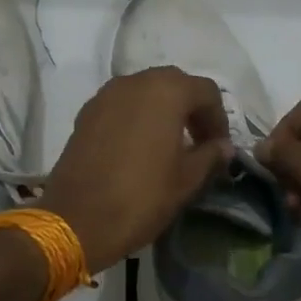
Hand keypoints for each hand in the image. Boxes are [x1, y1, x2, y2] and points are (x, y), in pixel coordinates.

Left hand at [41, 68, 234, 272]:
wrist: (77, 219)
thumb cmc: (141, 197)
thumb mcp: (186, 180)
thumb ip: (210, 156)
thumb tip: (223, 146)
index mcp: (166, 91)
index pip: (206, 91)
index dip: (218, 118)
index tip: (219, 148)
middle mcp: (134, 82)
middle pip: (174, 85)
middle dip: (190, 109)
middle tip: (198, 142)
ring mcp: (105, 95)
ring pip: (145, 92)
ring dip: (162, 111)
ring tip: (169, 145)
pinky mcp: (85, 113)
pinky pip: (121, 105)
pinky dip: (136, 117)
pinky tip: (139, 148)